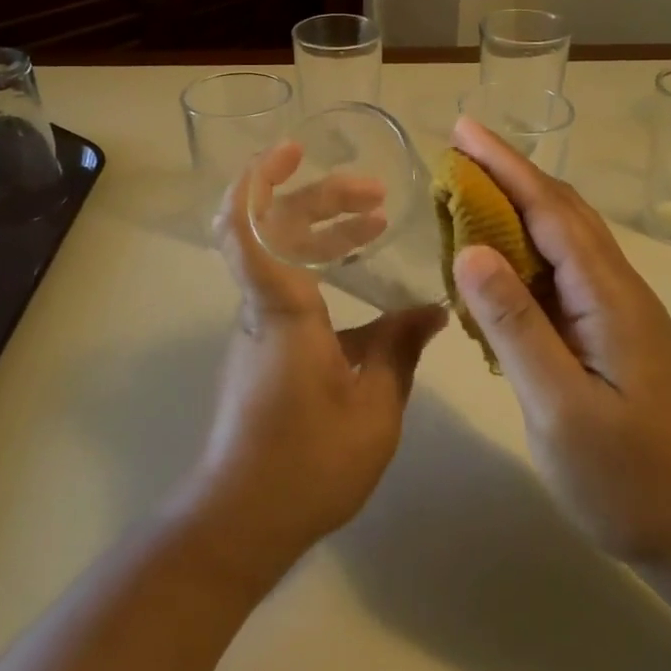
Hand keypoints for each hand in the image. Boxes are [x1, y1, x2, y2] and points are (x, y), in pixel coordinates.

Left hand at [187, 145, 446, 580]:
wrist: (240, 520)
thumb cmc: (306, 462)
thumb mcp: (374, 407)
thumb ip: (400, 348)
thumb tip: (430, 310)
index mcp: (281, 308)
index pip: (246, 226)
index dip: (259, 178)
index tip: (293, 150)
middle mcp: (259, 306)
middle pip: (273, 228)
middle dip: (320, 199)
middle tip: (374, 196)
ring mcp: (256, 326)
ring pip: (280, 256)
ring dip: (322, 231)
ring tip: (374, 225)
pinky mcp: (261, 348)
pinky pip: (285, 284)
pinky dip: (318, 265)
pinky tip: (360, 278)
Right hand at [448, 117, 670, 566]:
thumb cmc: (631, 479)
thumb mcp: (561, 407)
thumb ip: (515, 325)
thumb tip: (470, 249)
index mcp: (609, 296)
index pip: (551, 210)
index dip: (505, 166)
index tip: (463, 130)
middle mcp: (618, 290)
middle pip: (562, 212)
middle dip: (510, 173)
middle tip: (458, 150)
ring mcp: (618, 313)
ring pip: (565, 240)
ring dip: (518, 206)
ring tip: (469, 191)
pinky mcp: (612, 335)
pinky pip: (562, 273)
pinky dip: (526, 249)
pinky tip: (499, 260)